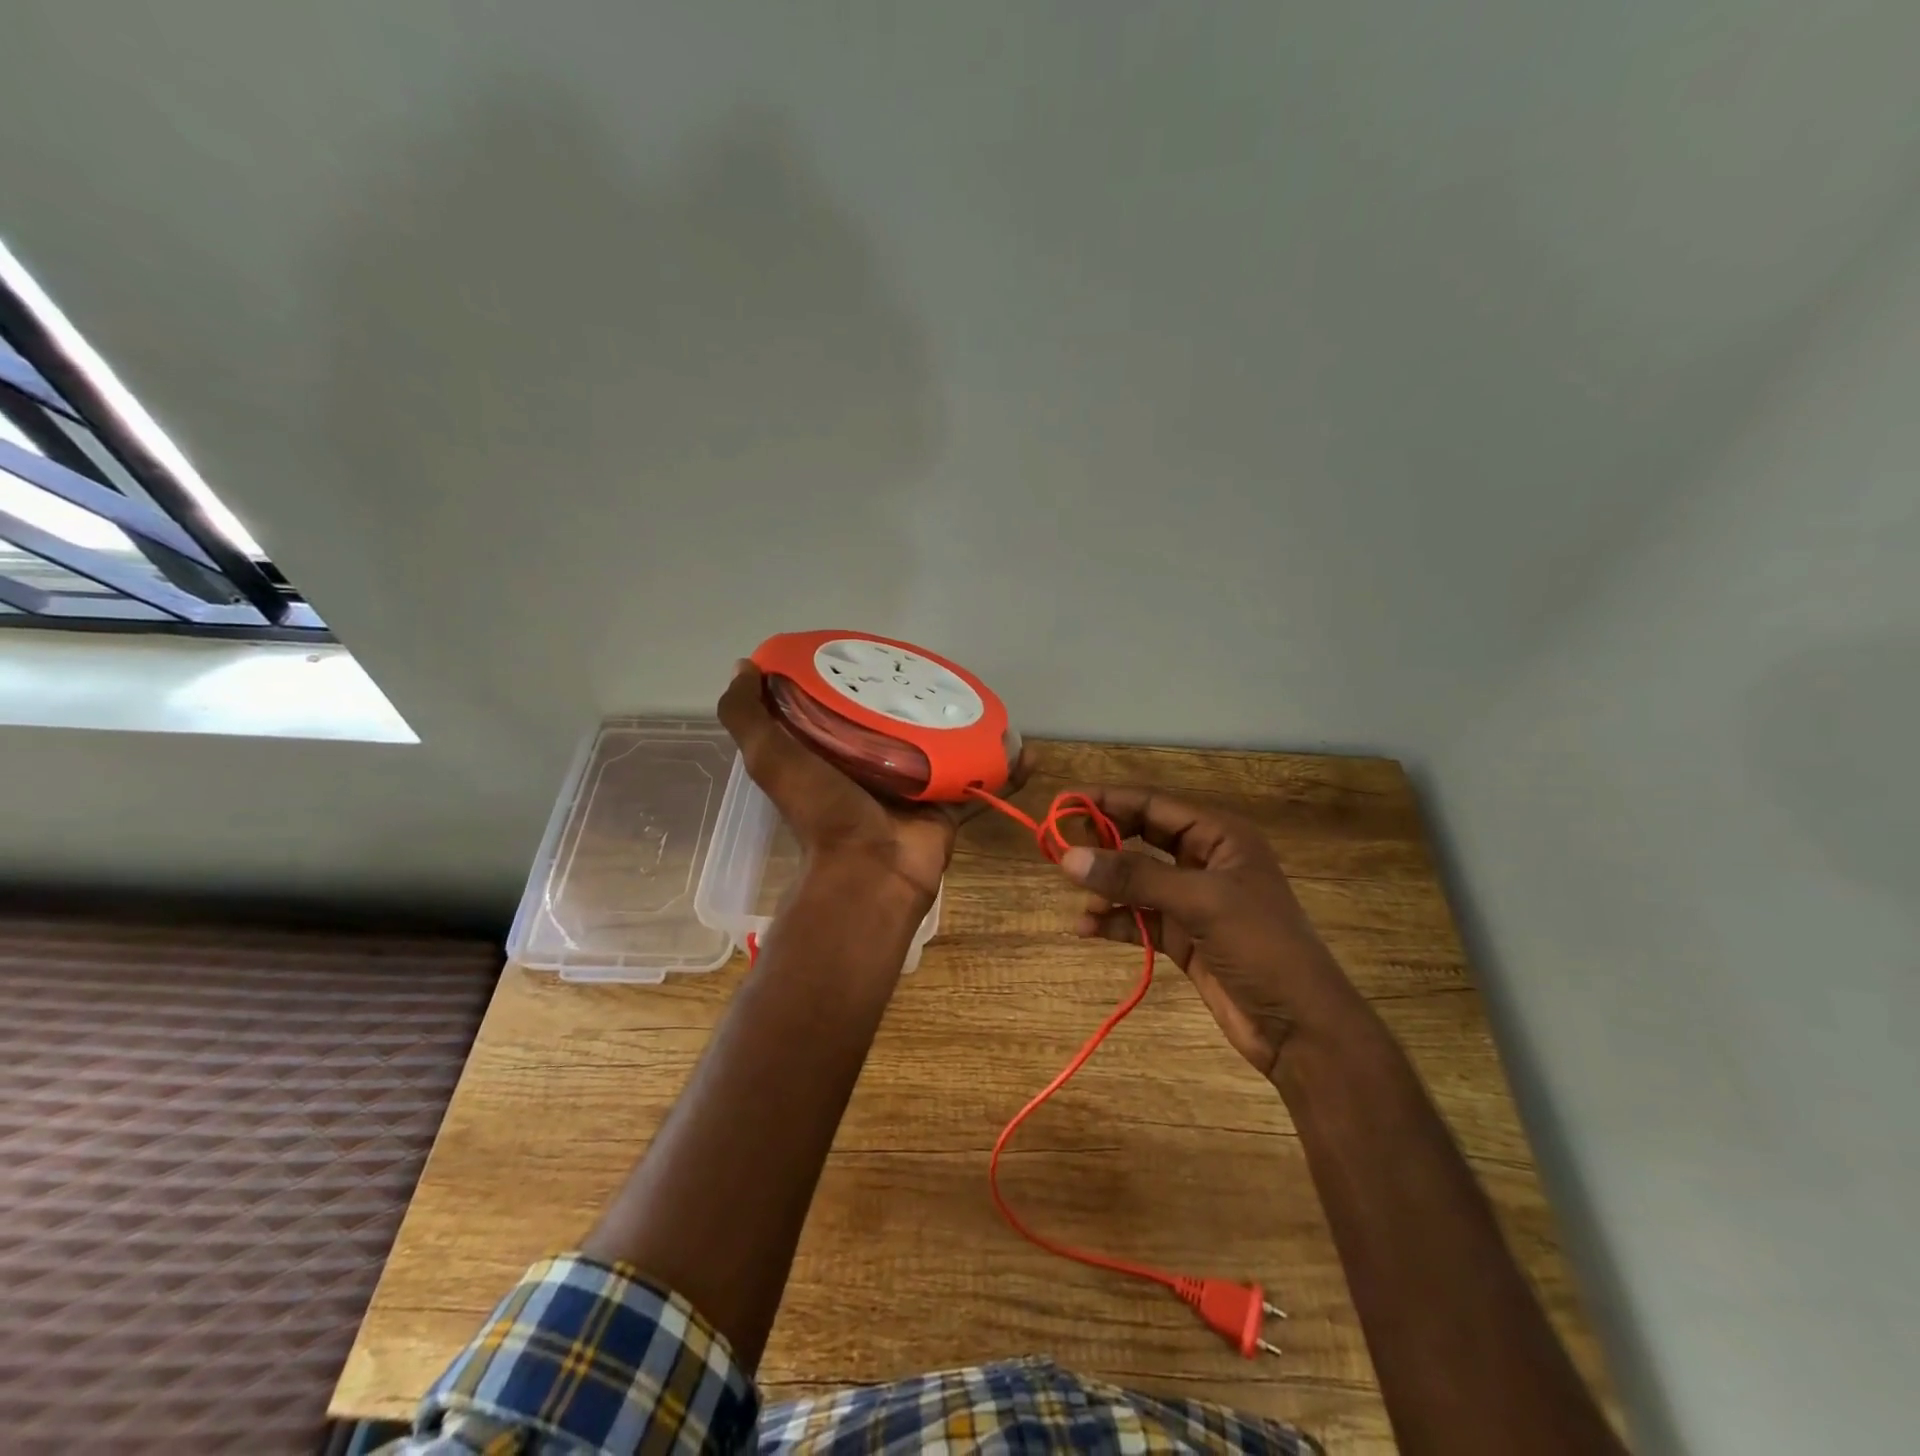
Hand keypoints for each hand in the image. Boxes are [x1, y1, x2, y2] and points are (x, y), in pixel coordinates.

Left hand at [717, 661, 1027, 907]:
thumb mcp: (770, 758)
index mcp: (832, 750)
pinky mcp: (948, 802)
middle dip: (916, 695)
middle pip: (899, 719)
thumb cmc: (821, 812)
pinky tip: (1024, 749)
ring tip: (984, 695)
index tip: (873, 648)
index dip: (855, 675)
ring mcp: (914, 783)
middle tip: (937, 668)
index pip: (844, 702)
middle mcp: (873, 763)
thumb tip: (743, 666)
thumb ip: (747, 716)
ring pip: (943, 743)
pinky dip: (1004, 768)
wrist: (870, 874)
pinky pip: (981, 780)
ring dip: (964, 724)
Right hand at [1058, 788, 1363, 1078]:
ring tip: (1082, 905)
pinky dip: (1114, 921)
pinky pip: (1138, 917)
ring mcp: (1193, 900)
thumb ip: (1134, 877)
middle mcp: (1204, 860)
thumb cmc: (1261, 948)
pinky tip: (1088, 929)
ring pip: (1136, 880)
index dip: (1107, 801)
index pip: (1153, 804)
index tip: (1062, 804)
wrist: (1301, 1029)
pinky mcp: (1184, 936)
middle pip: (1141, 838)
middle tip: (1062, 853)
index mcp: (1219, 836)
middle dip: (1103, 845)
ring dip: (1106, 889)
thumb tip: (1068, 857)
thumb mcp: (1199, 903)